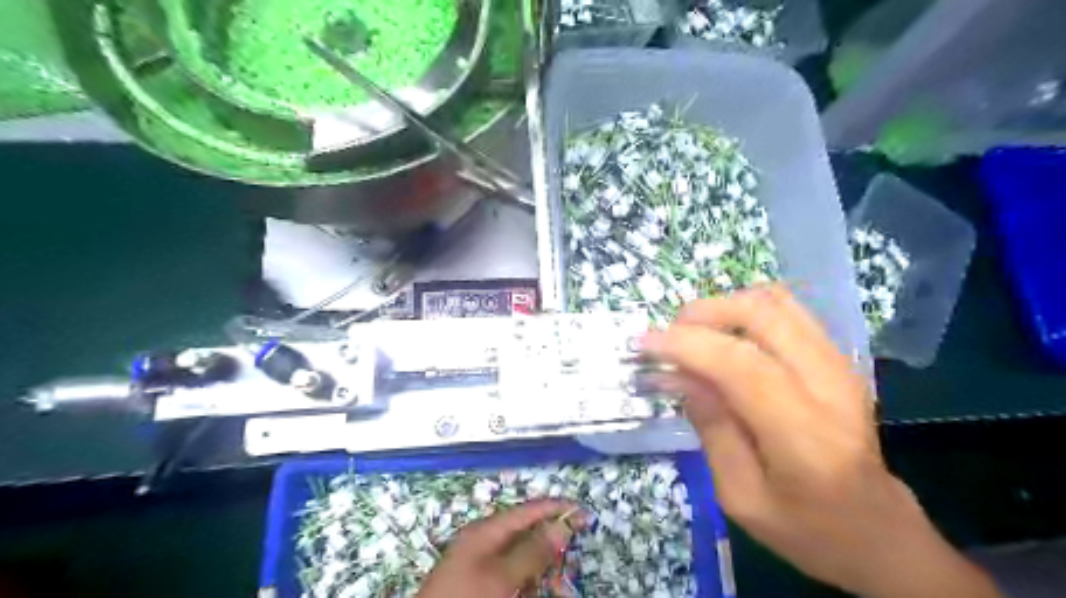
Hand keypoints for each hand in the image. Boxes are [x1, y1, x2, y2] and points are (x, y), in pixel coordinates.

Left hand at [417, 500, 578, 597]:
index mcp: (486, 531)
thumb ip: (532, 551)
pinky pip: (511, 577)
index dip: (555, 508)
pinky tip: (538, 590)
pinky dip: (528, 582)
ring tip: (558, 584)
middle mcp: (484, 542)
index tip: (581, 511)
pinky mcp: (482, 585)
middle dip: (550, 544)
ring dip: (541, 569)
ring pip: (521, 560)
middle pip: (526, 534)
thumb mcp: (501, 576)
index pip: (527, 511)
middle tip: (572, 553)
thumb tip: (561, 527)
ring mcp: (481, 565)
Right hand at [646, 286, 1005, 596]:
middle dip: (703, 313)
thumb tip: (680, 375)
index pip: (740, 365)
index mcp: (804, 437)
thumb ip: (712, 429)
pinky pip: (788, 309)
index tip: (644, 343)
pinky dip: (746, 309)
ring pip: (775, 301)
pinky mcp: (839, 357)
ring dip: (723, 307)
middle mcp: (830, 386)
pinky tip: (726, 335)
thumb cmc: (806, 528)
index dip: (687, 345)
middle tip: (669, 337)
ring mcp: (841, 364)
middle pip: (761, 314)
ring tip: (694, 334)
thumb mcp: (741, 496)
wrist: (880, 532)